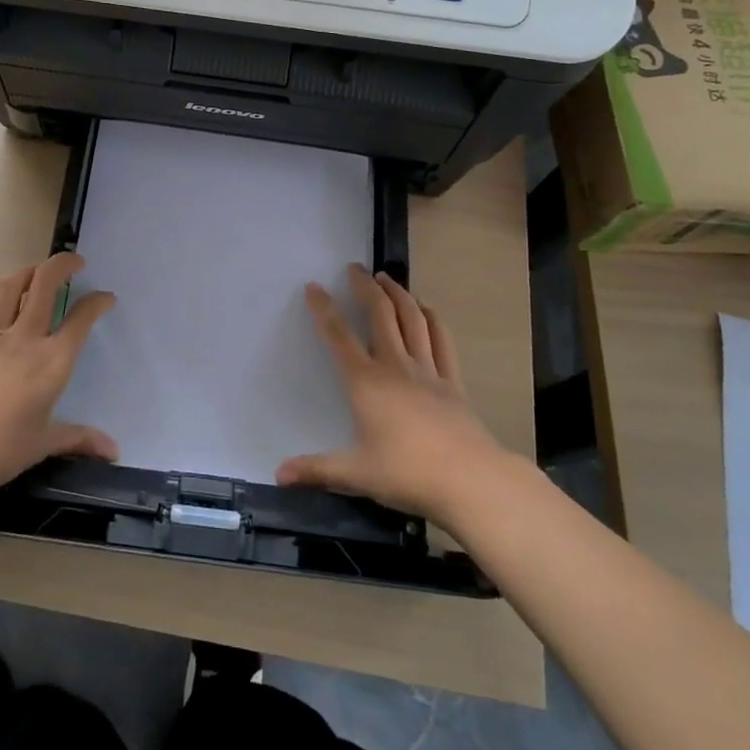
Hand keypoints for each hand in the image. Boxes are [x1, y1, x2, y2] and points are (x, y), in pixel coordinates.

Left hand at [0, 252, 118, 506]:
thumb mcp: (42, 444)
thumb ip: (79, 438)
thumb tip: (114, 451)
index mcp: (52, 362)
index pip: (81, 319)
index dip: (98, 302)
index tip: (106, 298)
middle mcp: (26, 338)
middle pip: (45, 283)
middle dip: (64, 264)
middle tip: (75, 263)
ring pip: (12, 285)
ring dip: (29, 271)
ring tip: (38, 273)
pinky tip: (2, 299)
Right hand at [278, 264, 515, 525]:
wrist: (470, 480)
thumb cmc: (407, 473)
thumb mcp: (355, 473)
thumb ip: (316, 469)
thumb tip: (278, 474)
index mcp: (366, 382)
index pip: (339, 337)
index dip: (323, 310)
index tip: (313, 287)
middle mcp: (395, 366)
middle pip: (380, 314)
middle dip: (365, 287)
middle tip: (355, 268)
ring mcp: (428, 370)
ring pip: (412, 319)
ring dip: (398, 293)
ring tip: (387, 277)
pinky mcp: (452, 381)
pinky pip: (441, 340)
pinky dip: (432, 318)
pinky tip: (426, 308)